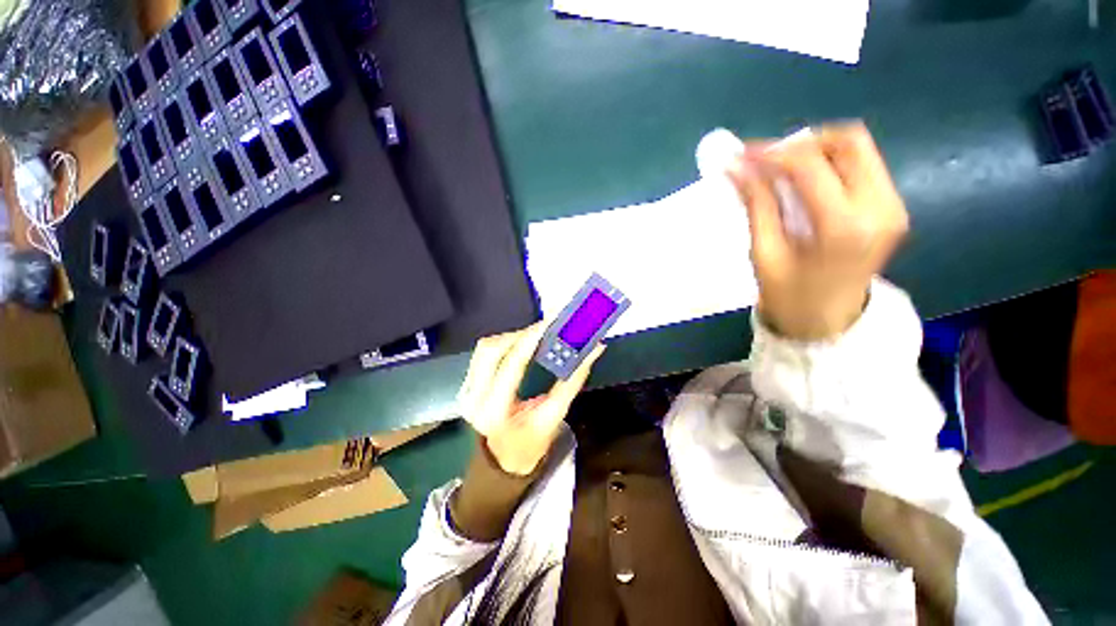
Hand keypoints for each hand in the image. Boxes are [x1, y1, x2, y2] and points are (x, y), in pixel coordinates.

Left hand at [457, 322, 604, 475]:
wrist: (505, 459)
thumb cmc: (532, 441)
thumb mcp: (555, 415)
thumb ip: (573, 380)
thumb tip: (595, 348)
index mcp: (495, 411)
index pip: (512, 364)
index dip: (531, 339)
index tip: (549, 322)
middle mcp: (473, 398)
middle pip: (491, 350)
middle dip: (519, 334)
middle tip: (544, 328)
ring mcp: (465, 391)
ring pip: (485, 348)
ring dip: (511, 337)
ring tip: (535, 335)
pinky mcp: (466, 384)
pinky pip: (483, 354)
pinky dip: (504, 343)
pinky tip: (521, 344)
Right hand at [727, 122, 908, 339]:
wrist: (828, 320)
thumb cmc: (789, 294)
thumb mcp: (764, 251)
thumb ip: (756, 204)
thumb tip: (736, 168)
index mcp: (843, 226)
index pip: (810, 165)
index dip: (773, 153)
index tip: (743, 154)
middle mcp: (880, 207)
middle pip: (848, 142)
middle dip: (802, 143)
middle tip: (768, 160)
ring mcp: (893, 204)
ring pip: (859, 149)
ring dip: (817, 150)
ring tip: (783, 170)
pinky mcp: (893, 205)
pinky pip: (863, 165)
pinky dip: (831, 163)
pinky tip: (805, 182)